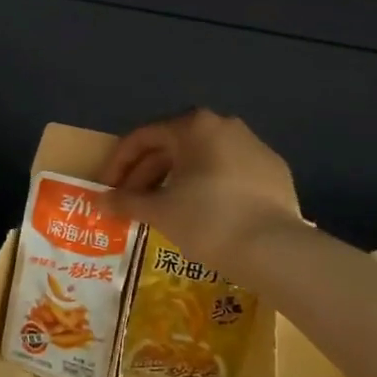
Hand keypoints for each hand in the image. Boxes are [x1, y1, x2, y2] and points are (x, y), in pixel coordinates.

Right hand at [99, 110, 301, 277]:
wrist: (275, 250)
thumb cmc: (208, 220)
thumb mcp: (159, 211)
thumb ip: (126, 201)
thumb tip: (100, 201)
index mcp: (194, 126)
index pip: (142, 138)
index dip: (118, 164)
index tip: (106, 190)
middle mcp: (225, 126)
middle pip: (173, 146)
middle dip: (146, 174)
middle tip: (130, 203)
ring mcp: (255, 147)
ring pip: (202, 159)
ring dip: (175, 181)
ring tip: (162, 210)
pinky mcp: (274, 172)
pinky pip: (229, 173)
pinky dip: (208, 188)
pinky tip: (202, 214)